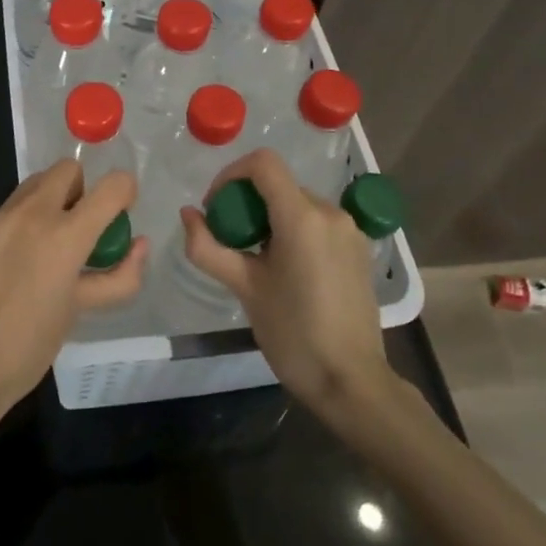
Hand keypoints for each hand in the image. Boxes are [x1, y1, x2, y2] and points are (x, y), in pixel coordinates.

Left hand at [0, 162, 146, 434]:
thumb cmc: (28, 346)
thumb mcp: (81, 310)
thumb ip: (116, 276)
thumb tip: (138, 246)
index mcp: (65, 235)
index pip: (112, 186)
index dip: (125, 192)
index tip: (120, 213)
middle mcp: (30, 213)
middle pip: (67, 169)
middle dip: (81, 191)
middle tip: (80, 230)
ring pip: (32, 186)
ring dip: (49, 204)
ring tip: (44, 249)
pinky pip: (4, 214)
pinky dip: (17, 228)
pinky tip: (9, 267)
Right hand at [180, 148, 388, 417]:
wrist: (351, 381)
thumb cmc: (293, 333)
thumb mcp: (244, 288)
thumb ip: (208, 247)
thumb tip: (188, 214)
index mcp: (303, 217)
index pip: (263, 163)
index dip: (230, 174)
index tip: (215, 208)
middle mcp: (331, 213)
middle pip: (279, 185)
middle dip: (246, 202)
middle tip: (229, 241)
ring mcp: (349, 231)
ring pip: (297, 204)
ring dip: (269, 218)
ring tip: (255, 259)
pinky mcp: (358, 249)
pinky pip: (317, 223)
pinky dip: (293, 231)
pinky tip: (285, 270)